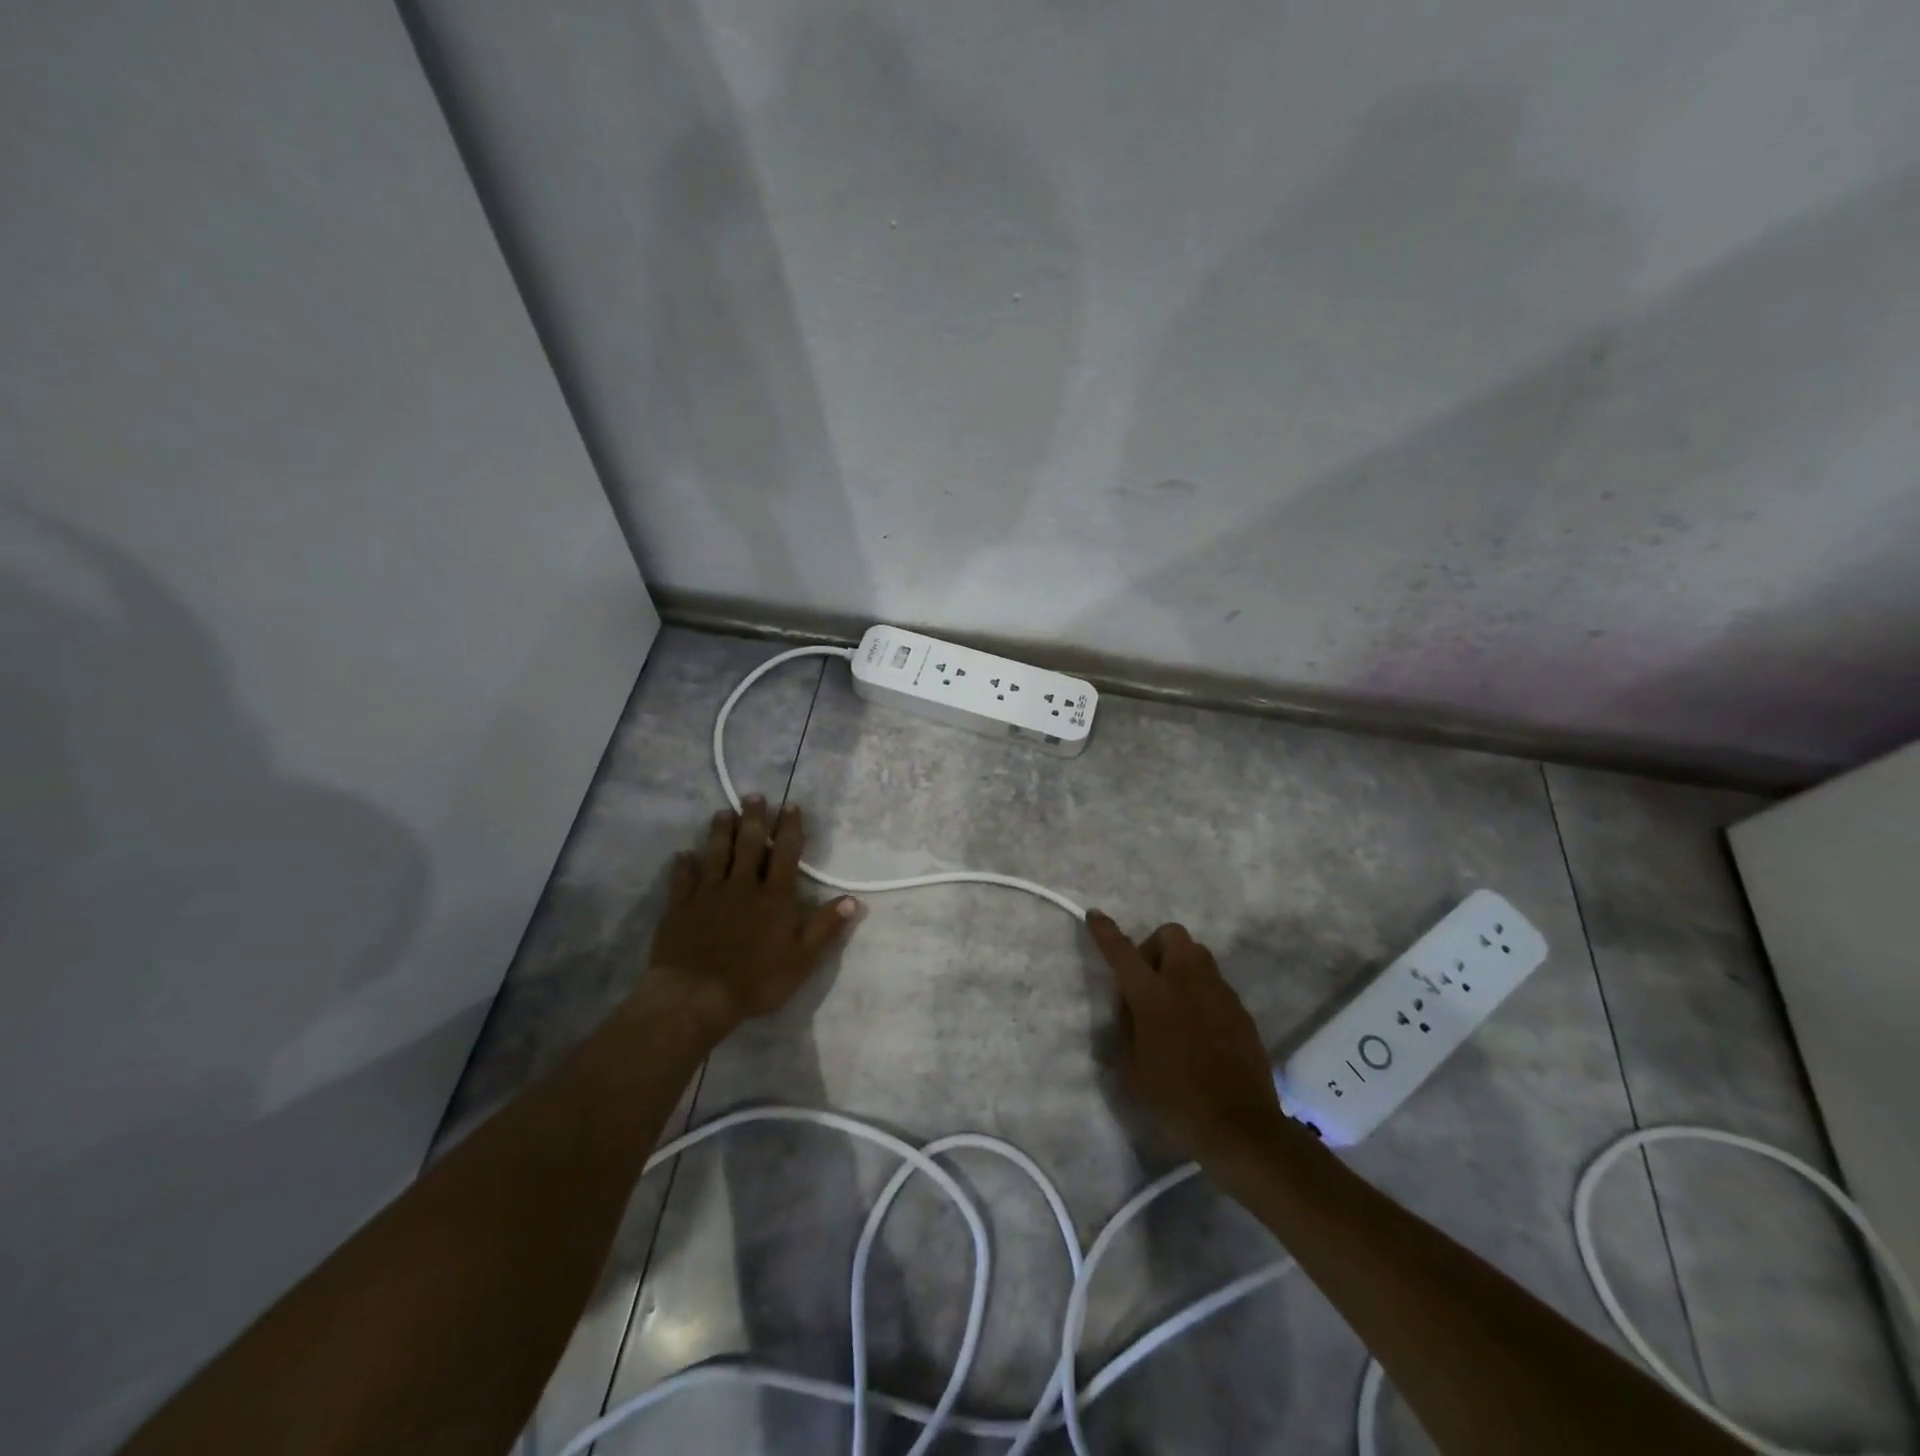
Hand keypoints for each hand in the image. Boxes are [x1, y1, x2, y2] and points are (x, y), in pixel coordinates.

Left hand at [640, 797, 857, 1041]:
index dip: (790, 829)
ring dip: (721, 832)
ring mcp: (708, 894)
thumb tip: (853, 899)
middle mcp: (741, 886)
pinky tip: (683, 855)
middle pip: (749, 844)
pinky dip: (684, 865)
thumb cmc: (755, 980)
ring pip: (716, 854)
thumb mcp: (802, 960)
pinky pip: (682, 880)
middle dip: (754, 819)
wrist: (696, 996)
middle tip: (754, 796)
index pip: (785, 854)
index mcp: (773, 897)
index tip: (791, 807)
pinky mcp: (680, 907)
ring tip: (723, 813)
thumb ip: (826, 927)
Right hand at [1085, 912, 1282, 1160]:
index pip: (1122, 951)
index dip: (1105, 931)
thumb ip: (1128, 1027)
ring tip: (1174, 1002)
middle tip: (1147, 980)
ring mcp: (1219, 992)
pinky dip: (1201, 990)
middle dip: (1155, 946)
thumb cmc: (1175, 1099)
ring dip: (1180, 964)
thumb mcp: (1133, 1067)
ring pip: (1197, 954)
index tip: (1095, 915)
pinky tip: (1198, 1026)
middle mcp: (1187, 982)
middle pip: (1171, 934)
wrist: (1240, 1127)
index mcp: (1153, 995)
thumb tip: (1131, 1007)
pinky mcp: (1240, 1009)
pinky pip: (1215, 983)